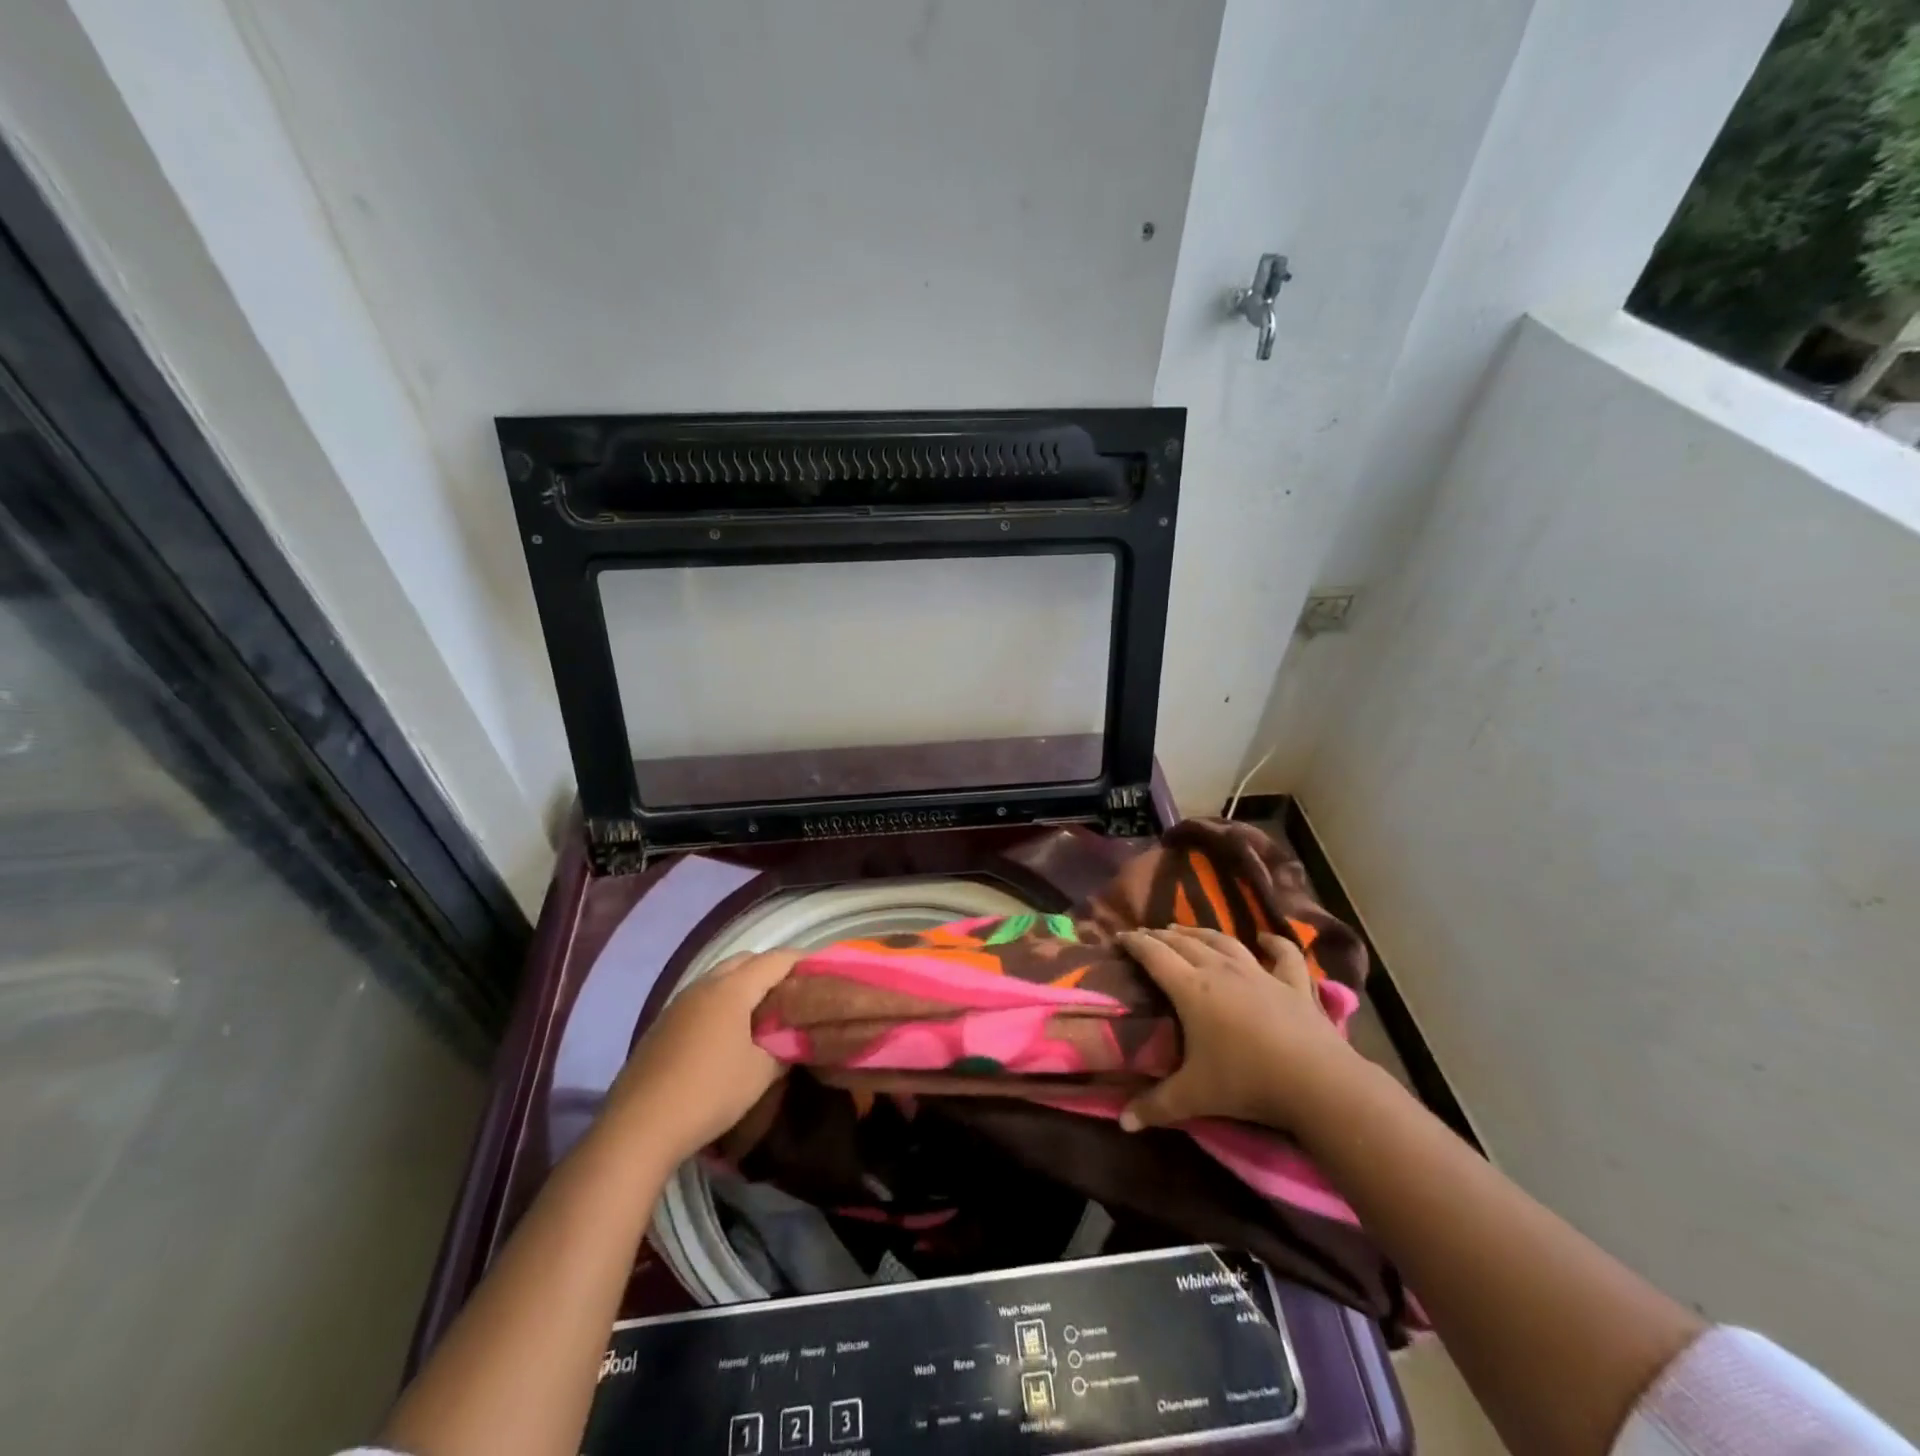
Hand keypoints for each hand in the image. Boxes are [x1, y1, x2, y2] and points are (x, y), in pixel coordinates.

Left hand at [604, 949, 800, 1165]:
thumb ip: (784, 1049)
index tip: (821, 969)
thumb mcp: (760, 1074)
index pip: (775, 960)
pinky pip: (700, 1000)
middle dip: (771, 969)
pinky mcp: (662, 1025)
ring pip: (719, 979)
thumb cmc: (709, 1093)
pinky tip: (727, 1033)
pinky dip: (721, 1004)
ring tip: (763, 1012)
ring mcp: (678, 1004)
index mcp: (732, 990)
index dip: (801, 960)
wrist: (639, 1128)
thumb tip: (794, 1039)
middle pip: (745, 961)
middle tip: (793, 991)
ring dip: (743, 986)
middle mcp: (704, 986)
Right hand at [1116, 926, 1360, 1133]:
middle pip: (1185, 944)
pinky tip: (1266, 938)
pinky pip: (1284, 956)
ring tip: (1186, 930)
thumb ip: (1156, 1106)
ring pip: (1225, 942)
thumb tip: (1123, 1122)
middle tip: (1148, 935)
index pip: (1155, 956)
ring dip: (1202, 933)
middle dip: (1163, 936)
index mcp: (1192, 989)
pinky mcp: (1294, 985)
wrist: (1316, 1082)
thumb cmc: (1246, 1082)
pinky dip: (1275, 943)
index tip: (1120, 936)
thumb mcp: (1194, 1097)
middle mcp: (1222, 971)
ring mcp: (1260, 974)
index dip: (1135, 943)